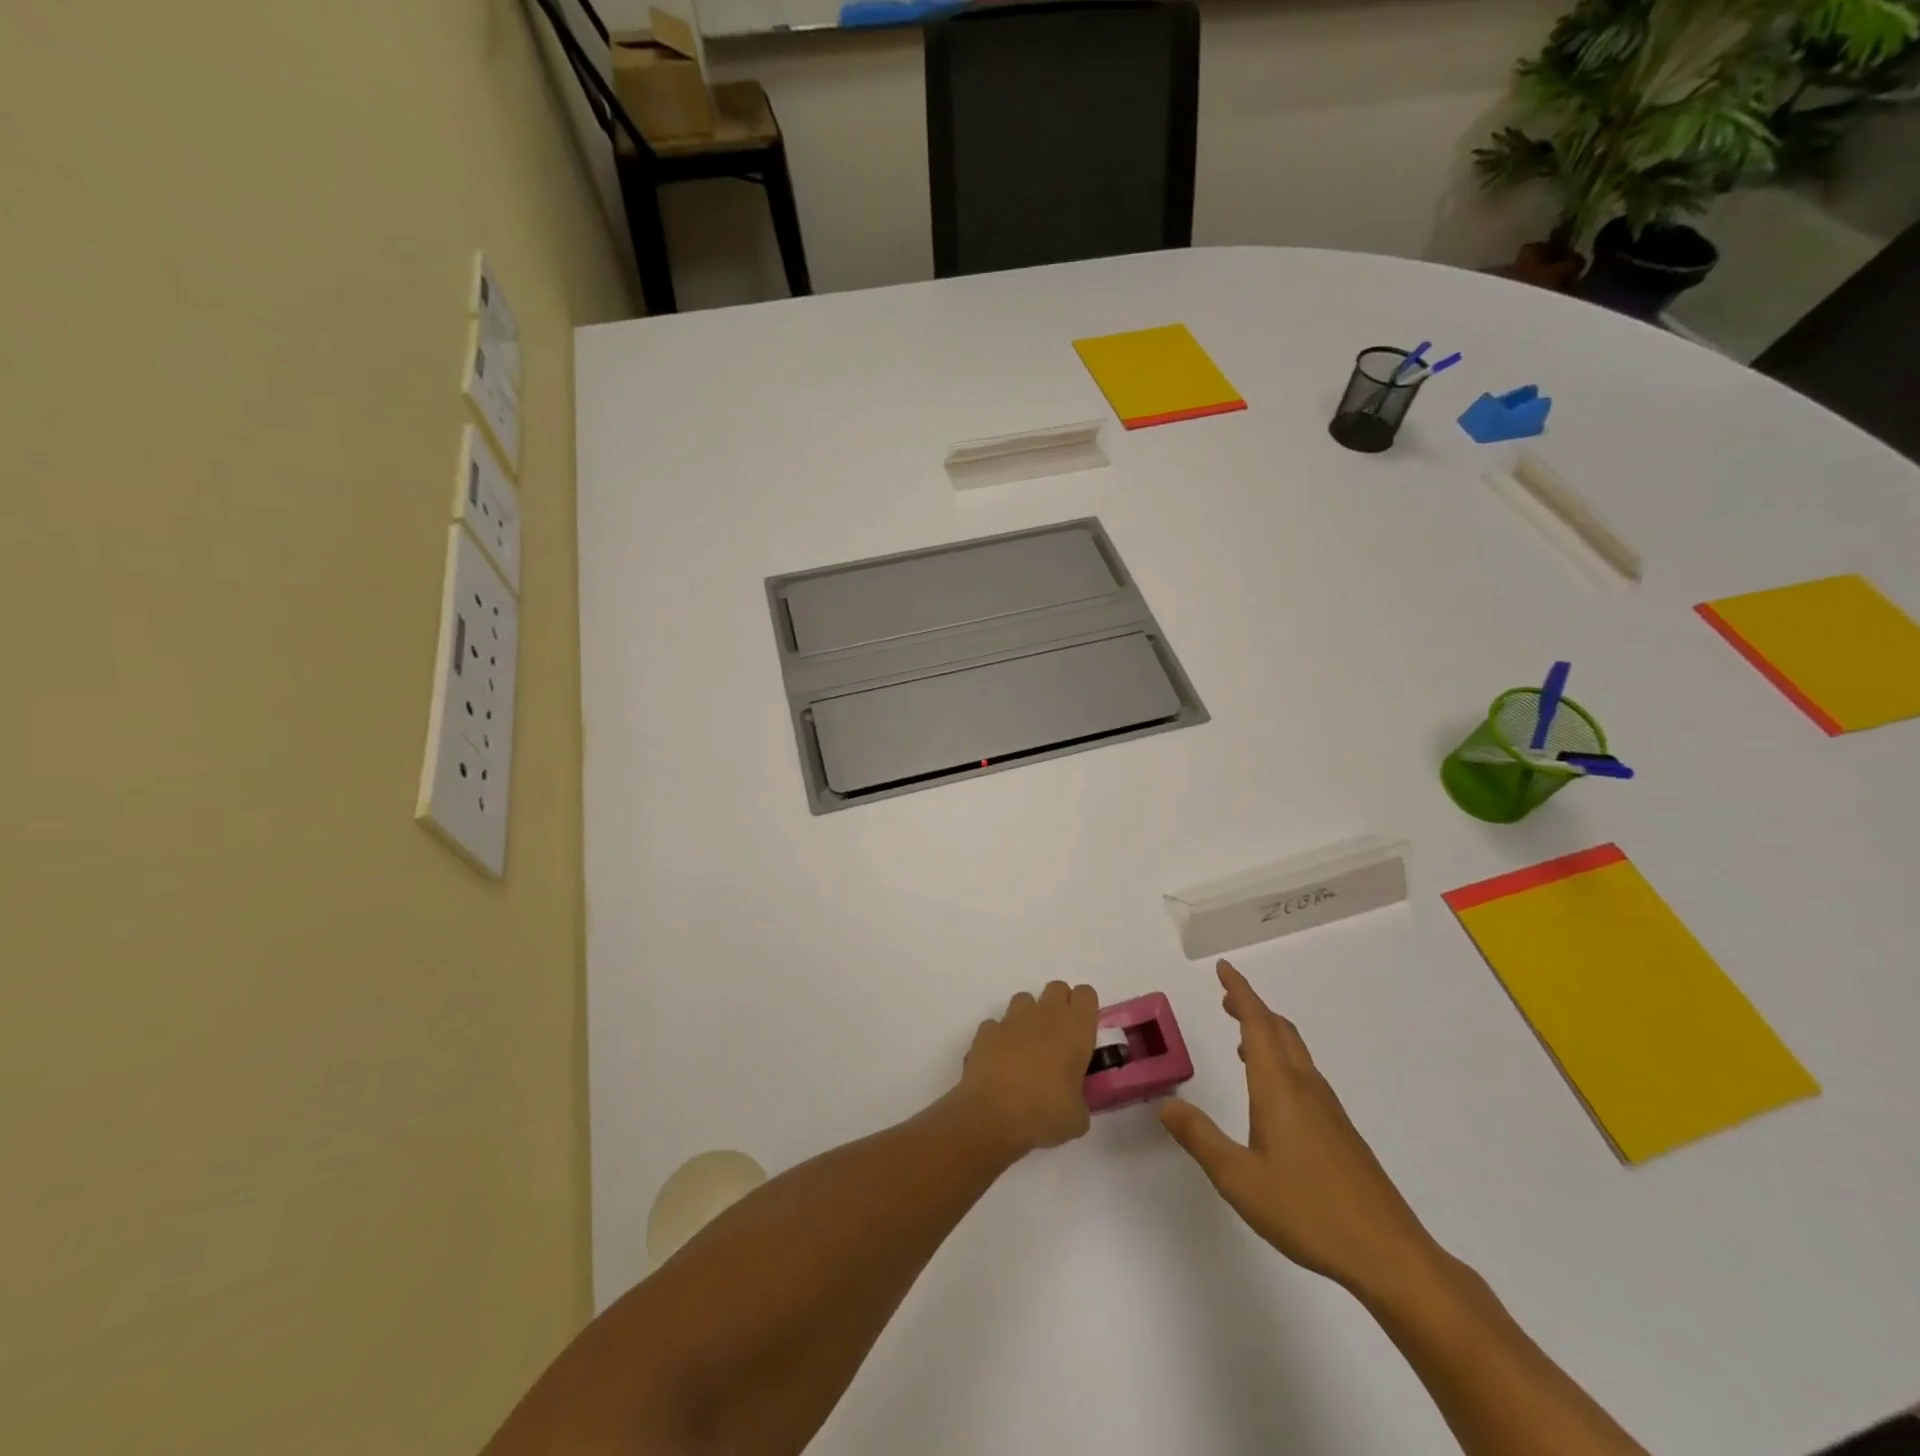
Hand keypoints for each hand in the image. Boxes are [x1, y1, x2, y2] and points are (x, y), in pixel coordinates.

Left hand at [955, 981, 1099, 1157]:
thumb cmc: (1045, 1115)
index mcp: (1075, 1030)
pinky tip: (1000, 1062)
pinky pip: (996, 1025)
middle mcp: (1045, 1015)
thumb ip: (1079, 1098)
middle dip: (1058, 1006)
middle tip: (1058, 1038)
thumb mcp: (1078, 1117)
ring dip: (1028, 1018)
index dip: (1084, 1008)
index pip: (1086, 994)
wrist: (993, 1116)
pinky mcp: (986, 1031)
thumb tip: (1071, 1101)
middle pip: (1056, 988)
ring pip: (1024, 1000)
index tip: (1083, 1030)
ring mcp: (1012, 1019)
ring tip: (1027, 1049)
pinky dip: (999, 1038)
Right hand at [1160, 961, 1438, 1295]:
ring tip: (1242, 1040)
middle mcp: (1305, 1087)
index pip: (1257, 1023)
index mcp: (1278, 1087)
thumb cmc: (1308, 1210)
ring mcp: (1328, 1109)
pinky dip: (1282, 1061)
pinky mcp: (1341, 1132)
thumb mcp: (1238, 1178)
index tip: (1224, 968)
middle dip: (1252, 1008)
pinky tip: (1272, 1093)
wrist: (1389, 1254)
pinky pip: (1304, 1075)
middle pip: (1280, 1030)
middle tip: (1226, 998)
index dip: (1240, 992)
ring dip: (1268, 1033)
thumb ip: (1200, 1137)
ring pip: (1295, 1052)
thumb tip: (1167, 1104)